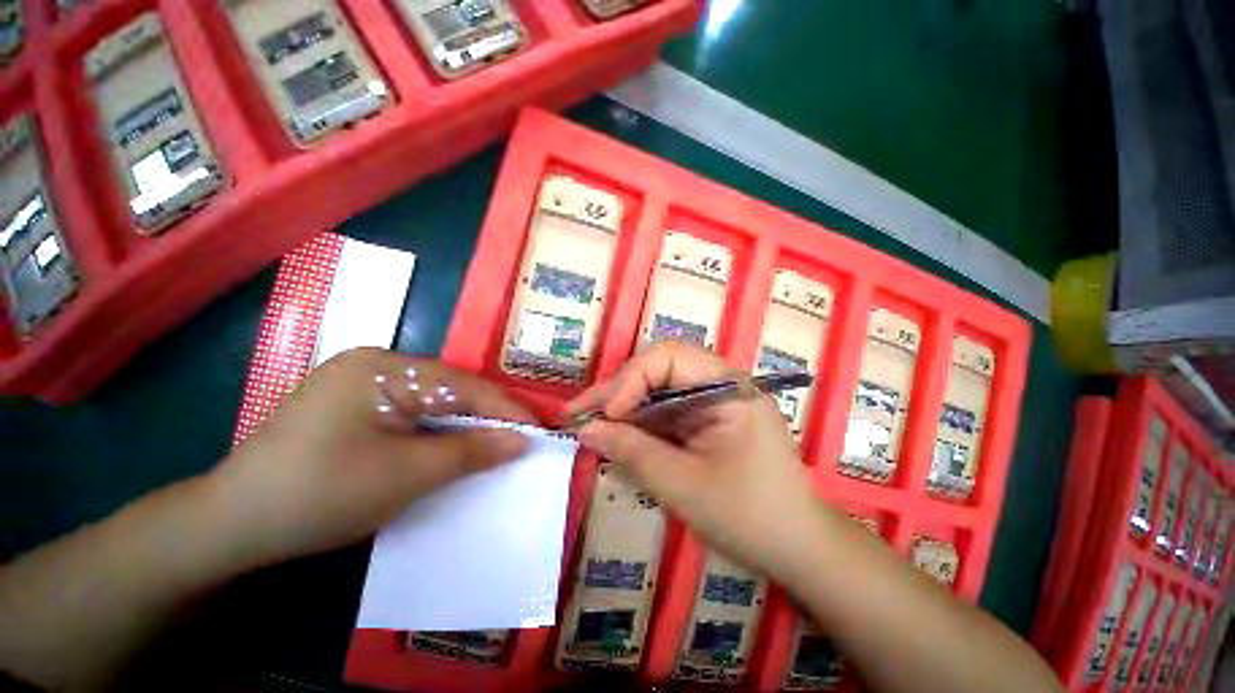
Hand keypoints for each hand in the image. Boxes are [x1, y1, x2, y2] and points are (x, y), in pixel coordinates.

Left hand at [209, 348, 534, 566]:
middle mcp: (375, 364)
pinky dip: (437, 431)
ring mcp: (362, 383)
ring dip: (464, 425)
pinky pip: (412, 413)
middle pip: (450, 390)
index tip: (539, 430)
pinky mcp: (355, 405)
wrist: (232, 525)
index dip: (506, 409)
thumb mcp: (407, 475)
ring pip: (433, 402)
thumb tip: (523, 441)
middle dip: (486, 417)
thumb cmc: (321, 494)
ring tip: (494, 444)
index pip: (464, 385)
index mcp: (384, 367)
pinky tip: (452, 445)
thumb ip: (471, 452)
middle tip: (520, 439)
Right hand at [566, 342, 822, 577]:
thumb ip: (633, 452)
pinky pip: (664, 411)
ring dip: (623, 407)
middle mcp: (720, 384)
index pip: (670, 358)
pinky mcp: (704, 421)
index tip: (606, 415)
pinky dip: (638, 424)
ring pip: (656, 390)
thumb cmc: (750, 517)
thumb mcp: (684, 485)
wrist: (796, 549)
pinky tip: (616, 436)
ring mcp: (711, 402)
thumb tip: (585, 429)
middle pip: (659, 370)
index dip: (631, 379)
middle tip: (579, 414)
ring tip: (589, 425)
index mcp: (729, 387)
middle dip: (618, 391)